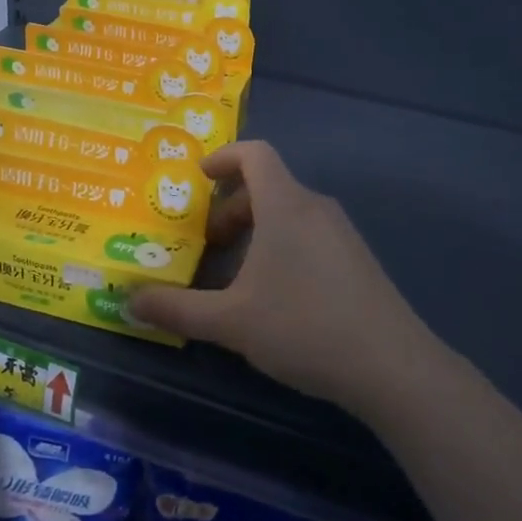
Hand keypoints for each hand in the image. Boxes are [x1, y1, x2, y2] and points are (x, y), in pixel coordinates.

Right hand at [129, 142, 440, 418]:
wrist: (391, 366)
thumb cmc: (303, 327)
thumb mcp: (231, 321)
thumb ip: (178, 309)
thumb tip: (130, 302)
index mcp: (285, 205)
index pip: (255, 154)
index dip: (223, 157)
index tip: (197, 179)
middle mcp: (315, 207)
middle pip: (268, 185)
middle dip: (231, 208)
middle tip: (207, 243)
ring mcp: (342, 232)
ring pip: (288, 212)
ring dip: (256, 230)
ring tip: (235, 273)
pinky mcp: (357, 259)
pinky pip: (309, 233)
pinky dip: (281, 245)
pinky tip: (274, 294)